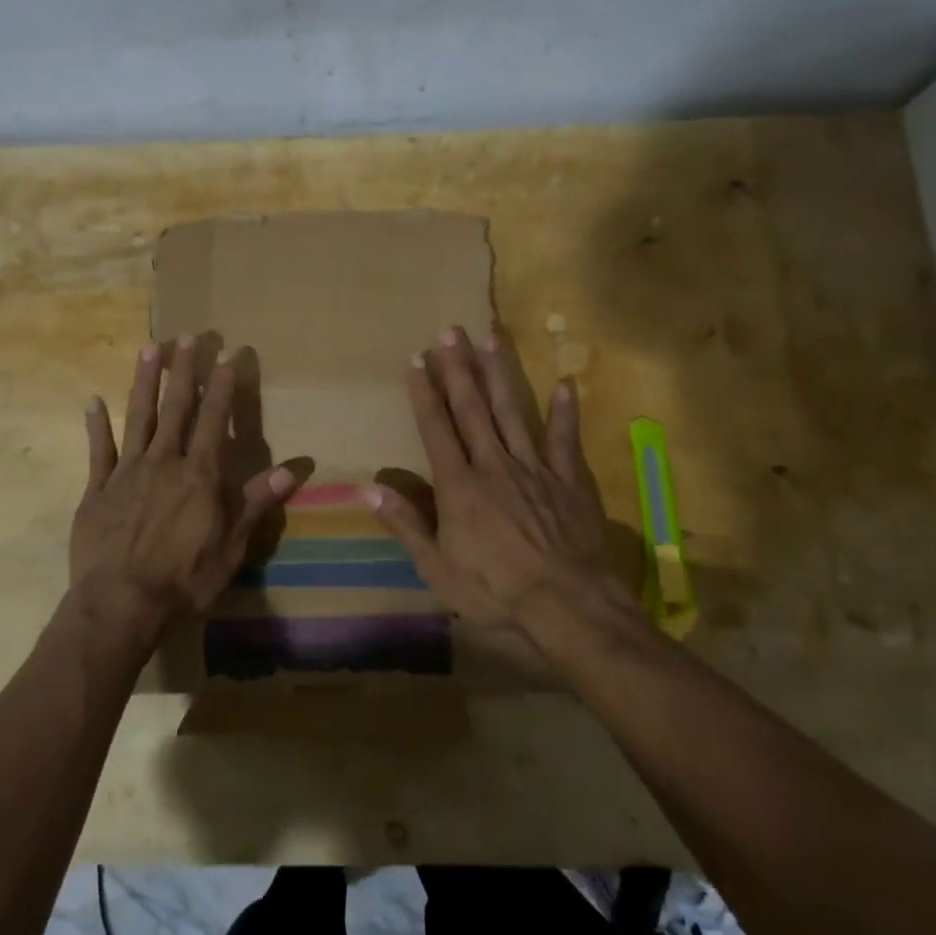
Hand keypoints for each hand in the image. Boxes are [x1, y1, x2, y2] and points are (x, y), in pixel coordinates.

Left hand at [71, 337, 303, 629]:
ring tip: (149, 348)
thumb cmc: (185, 578)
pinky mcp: (97, 490)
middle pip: (175, 407)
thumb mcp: (232, 545)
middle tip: (188, 336)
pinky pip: (97, 451)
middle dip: (183, 370)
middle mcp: (164, 462)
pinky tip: (92, 401)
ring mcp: (127, 472)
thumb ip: (256, 502)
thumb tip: (293, 468)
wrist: (121, 603)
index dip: (221, 385)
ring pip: (137, 418)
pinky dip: (95, 426)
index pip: (214, 419)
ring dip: (143, 382)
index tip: (226, 353)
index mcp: (199, 474)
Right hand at [366, 326, 626, 628]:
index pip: (436, 428)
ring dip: (500, 374)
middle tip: (450, 331)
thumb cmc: (493, 589)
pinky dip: (565, 411)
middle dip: (458, 368)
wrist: (565, 603)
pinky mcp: (568, 480)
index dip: (423, 393)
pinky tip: (565, 383)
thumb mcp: (436, 567)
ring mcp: (534, 468)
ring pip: (514, 412)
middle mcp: (494, 465)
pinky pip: (565, 439)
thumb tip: (368, 489)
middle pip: (472, 408)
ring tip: (491, 338)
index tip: (415, 359)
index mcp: (459, 485)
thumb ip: (405, 523)